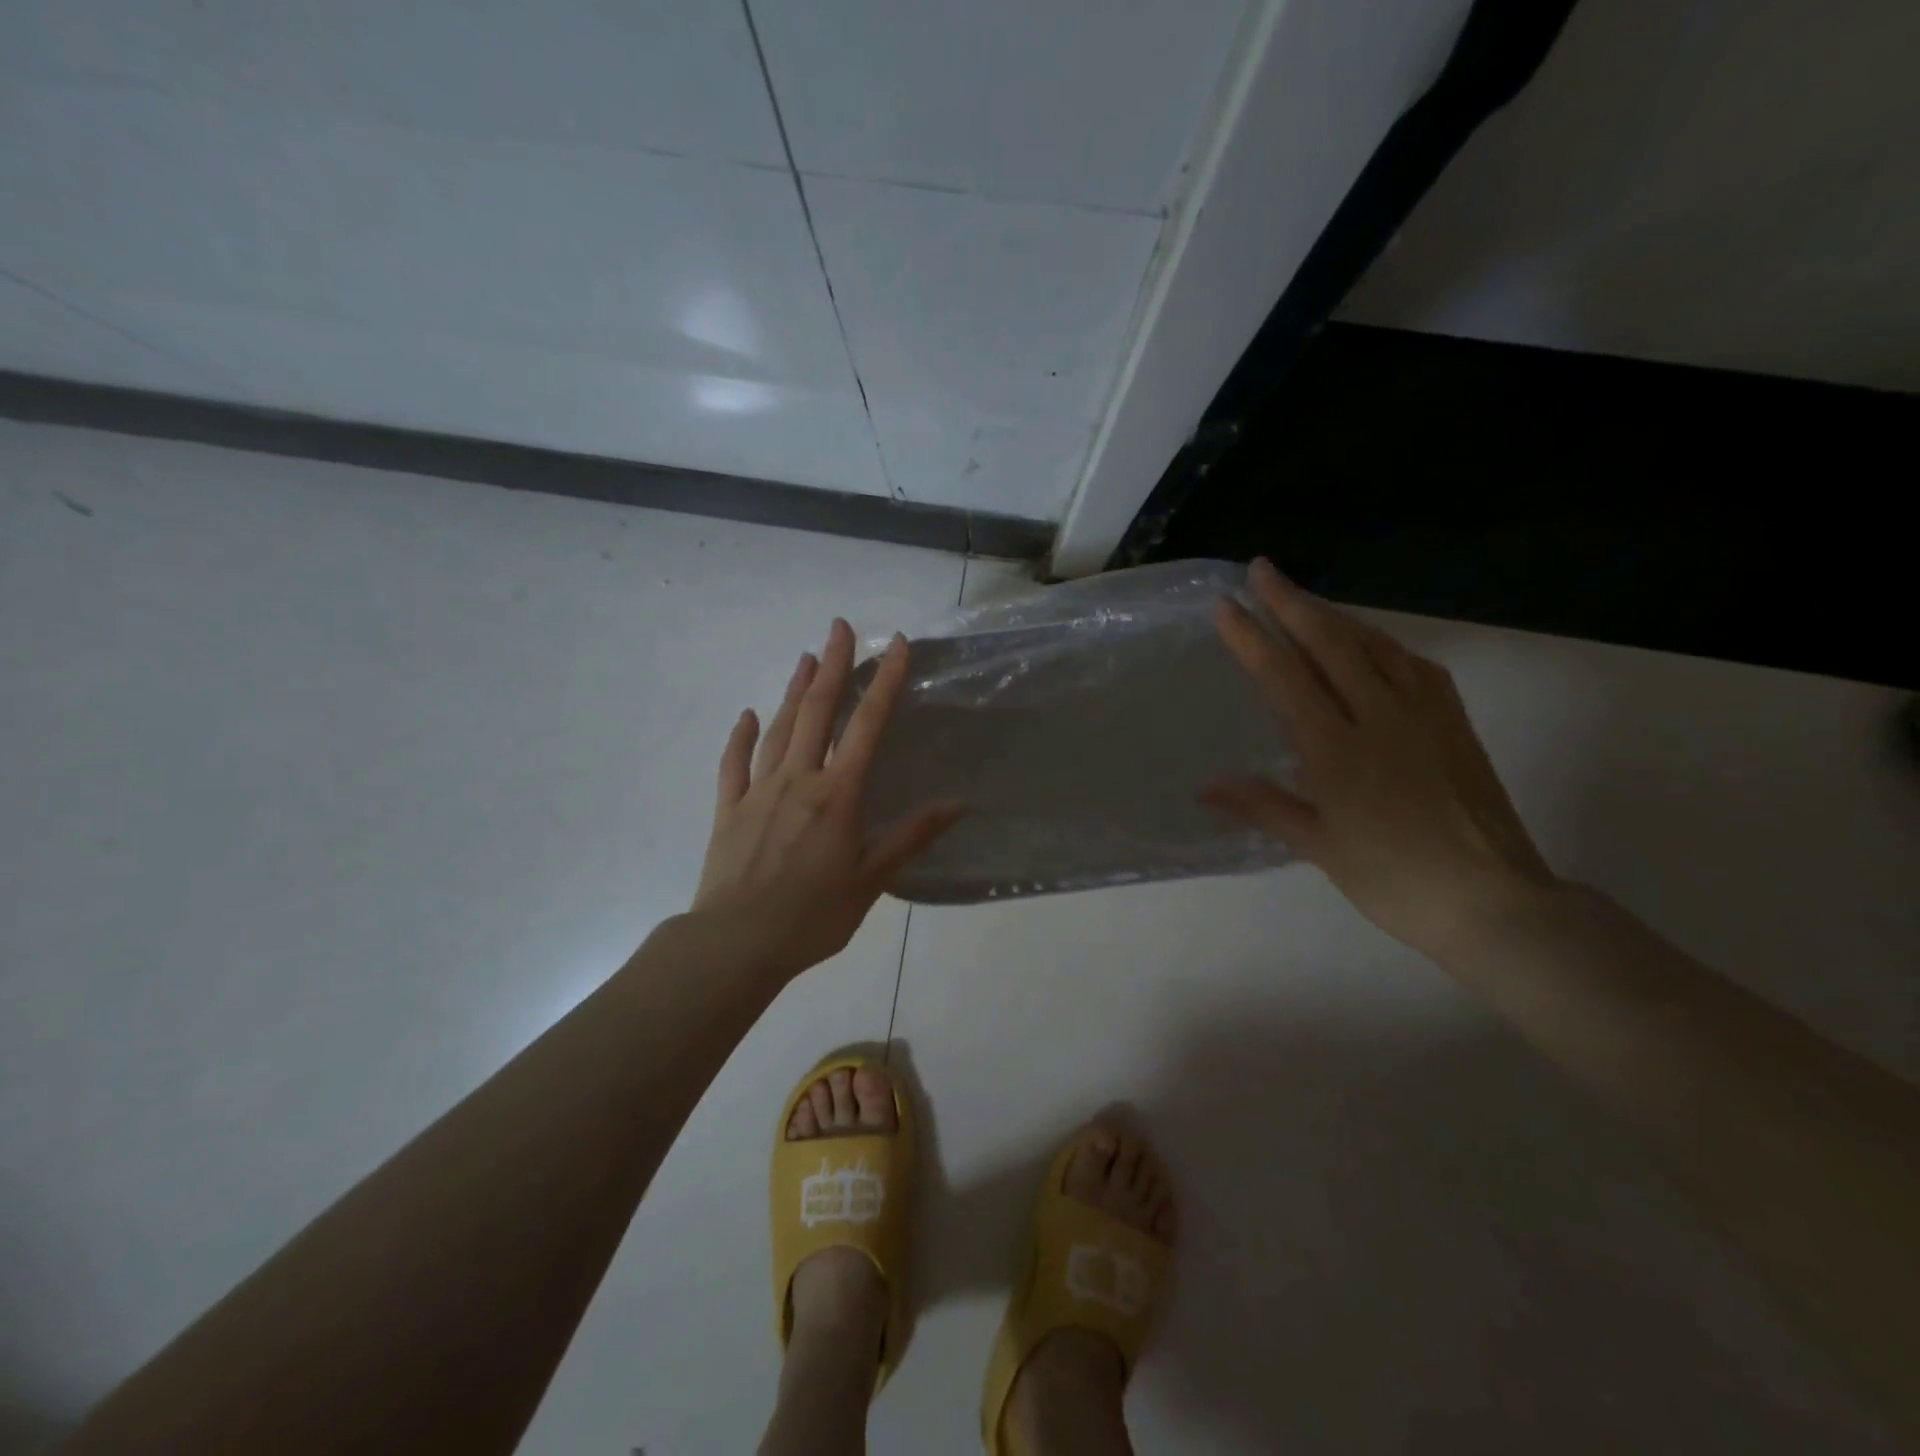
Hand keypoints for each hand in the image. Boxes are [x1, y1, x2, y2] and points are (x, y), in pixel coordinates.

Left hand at [690, 619, 962, 981]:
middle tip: (840, 626)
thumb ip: (911, 837)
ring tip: (805, 658)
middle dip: (833, 665)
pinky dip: (741, 736)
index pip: (867, 726)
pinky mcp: (728, 809)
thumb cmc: (812, 915)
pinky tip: (747, 715)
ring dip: (794, 691)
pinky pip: (734, 764)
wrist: (735, 943)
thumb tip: (957, 803)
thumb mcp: (871, 880)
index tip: (897, 645)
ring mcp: (757, 791)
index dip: (885, 682)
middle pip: (818, 711)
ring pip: (779, 729)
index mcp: (837, 794)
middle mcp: (798, 779)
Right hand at [1203, 559, 1556, 955]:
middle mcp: (1380, 718)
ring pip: (1375, 646)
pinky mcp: (1455, 724)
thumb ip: (1263, 806)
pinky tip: (1372, 644)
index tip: (1226, 605)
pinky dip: (1384, 644)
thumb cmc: (1394, 880)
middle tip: (1263, 569)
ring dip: (1335, 615)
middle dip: (1292, 603)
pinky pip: (1416, 666)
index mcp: (1338, 751)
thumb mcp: (1319, 846)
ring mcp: (1424, 716)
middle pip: (1331, 644)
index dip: (1252, 638)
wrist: (1493, 901)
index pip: (1286, 678)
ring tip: (1306, 599)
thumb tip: (1205, 787)